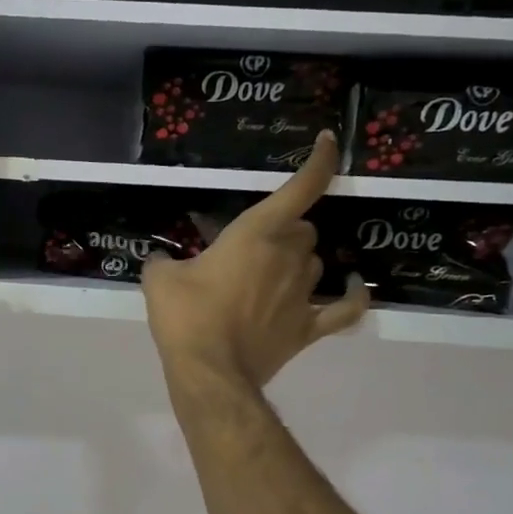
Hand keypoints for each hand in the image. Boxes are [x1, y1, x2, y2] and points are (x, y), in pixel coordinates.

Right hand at [142, 132, 367, 388]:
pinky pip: (345, 308)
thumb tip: (162, 259)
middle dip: (282, 231)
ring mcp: (305, 293)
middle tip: (249, 248)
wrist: (209, 372)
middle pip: (302, 229)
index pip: (301, 188)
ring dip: (298, 260)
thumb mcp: (160, 280)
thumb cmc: (186, 318)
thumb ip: (163, 261)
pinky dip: (352, 296)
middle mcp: (290, 256)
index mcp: (257, 234)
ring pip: (315, 262)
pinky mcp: (309, 327)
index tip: (326, 141)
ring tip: (271, 273)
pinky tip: (352, 287)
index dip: (319, 161)